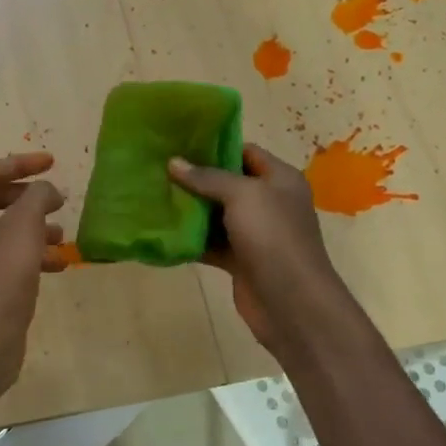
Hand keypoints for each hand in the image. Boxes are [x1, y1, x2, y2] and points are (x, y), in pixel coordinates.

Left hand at [0, 153, 66, 392]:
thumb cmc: (0, 279)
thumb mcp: (23, 229)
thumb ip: (37, 198)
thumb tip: (47, 189)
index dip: (21, 163)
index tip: (52, 162)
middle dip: (30, 197)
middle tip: (58, 199)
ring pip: (7, 233)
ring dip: (36, 228)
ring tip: (63, 234)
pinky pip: (11, 260)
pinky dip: (34, 255)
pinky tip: (59, 264)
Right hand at [168, 143, 346, 357]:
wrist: (291, 301)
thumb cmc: (272, 236)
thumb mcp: (242, 195)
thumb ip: (207, 177)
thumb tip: (173, 162)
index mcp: (280, 179)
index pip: (246, 152)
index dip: (215, 146)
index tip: (180, 144)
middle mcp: (269, 202)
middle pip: (228, 184)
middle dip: (196, 178)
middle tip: (159, 169)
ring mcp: (255, 233)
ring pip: (217, 215)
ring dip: (190, 209)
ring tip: (154, 195)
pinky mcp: (240, 260)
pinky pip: (212, 243)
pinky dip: (192, 239)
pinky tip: (164, 231)